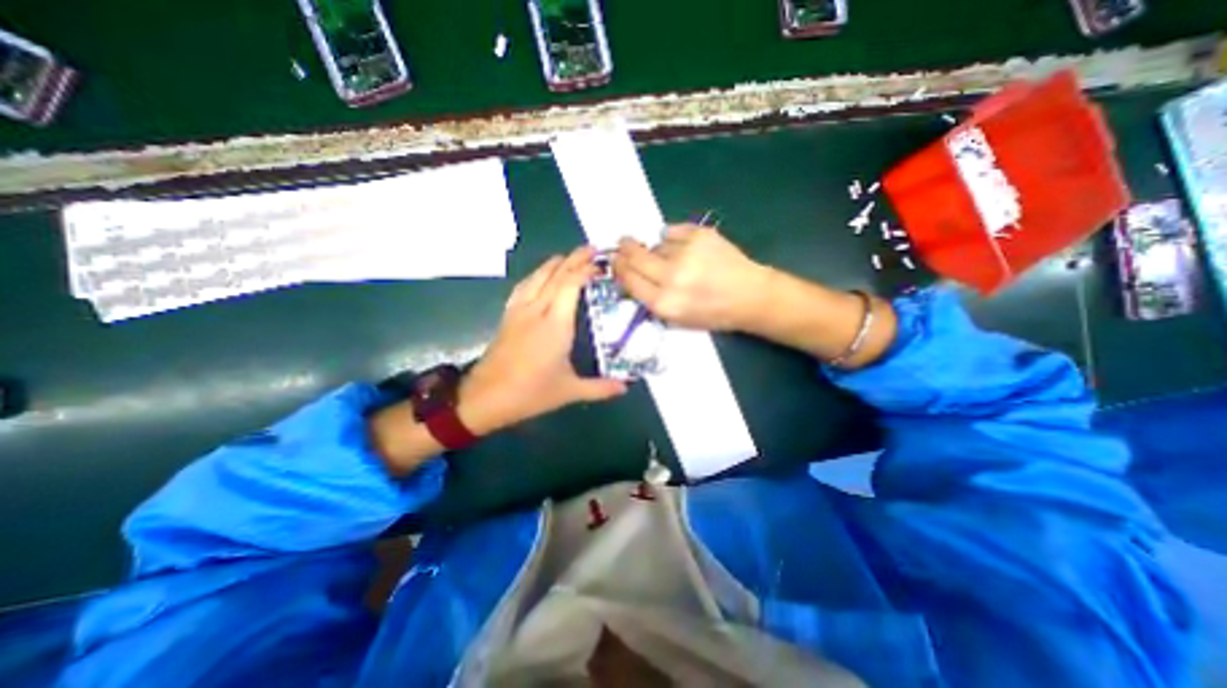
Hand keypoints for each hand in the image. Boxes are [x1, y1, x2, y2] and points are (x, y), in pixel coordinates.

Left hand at [464, 245, 632, 431]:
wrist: (485, 398)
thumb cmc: (530, 393)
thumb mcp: (569, 391)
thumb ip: (600, 388)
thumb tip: (625, 387)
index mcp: (555, 325)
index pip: (570, 285)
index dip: (585, 269)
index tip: (600, 264)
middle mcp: (537, 310)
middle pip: (555, 275)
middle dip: (573, 258)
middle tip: (590, 249)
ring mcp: (518, 311)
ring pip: (537, 277)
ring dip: (554, 263)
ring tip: (567, 257)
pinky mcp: (507, 317)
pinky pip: (523, 287)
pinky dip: (535, 275)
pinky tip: (539, 276)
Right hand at [611, 225, 767, 331]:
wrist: (750, 296)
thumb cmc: (712, 313)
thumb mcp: (676, 318)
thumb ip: (650, 298)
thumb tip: (630, 274)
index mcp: (664, 303)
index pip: (628, 279)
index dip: (618, 268)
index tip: (615, 261)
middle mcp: (671, 277)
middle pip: (634, 256)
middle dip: (624, 249)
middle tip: (623, 244)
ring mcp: (686, 253)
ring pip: (655, 244)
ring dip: (656, 249)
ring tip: (674, 258)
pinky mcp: (700, 235)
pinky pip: (672, 231)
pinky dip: (673, 238)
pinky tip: (684, 247)